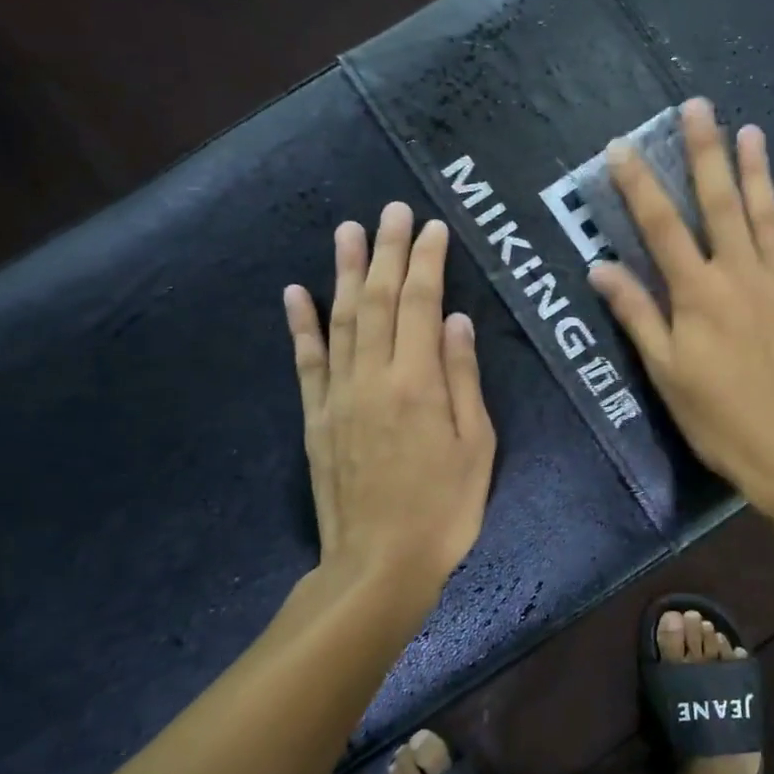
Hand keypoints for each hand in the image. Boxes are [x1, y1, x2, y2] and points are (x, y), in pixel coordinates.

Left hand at [283, 202, 495, 616]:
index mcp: (419, 383)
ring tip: (347, 230)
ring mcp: (338, 396)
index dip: (426, 261)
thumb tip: (456, 322)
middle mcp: (373, 377)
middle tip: (391, 210)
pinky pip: (306, 362)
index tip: (431, 227)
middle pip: (377, 300)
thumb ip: (464, 379)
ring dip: (344, 271)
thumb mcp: (477, 446)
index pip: (421, 303)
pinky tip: (296, 292)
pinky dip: (300, 325)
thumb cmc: (444, 508)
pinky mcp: (316, 418)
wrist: (379, 564)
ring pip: (340, 320)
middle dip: (386, 251)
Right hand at [588, 98, 773, 513]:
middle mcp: (741, 275)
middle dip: (706, 152)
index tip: (622, 147)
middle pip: (720, 203)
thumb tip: (601, 267)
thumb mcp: (666, 374)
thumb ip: (637, 316)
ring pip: (767, 215)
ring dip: (756, 171)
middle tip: (700, 107)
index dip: (639, 185)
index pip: (661, 227)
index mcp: (698, 294)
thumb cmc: (720, 418)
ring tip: (749, 131)